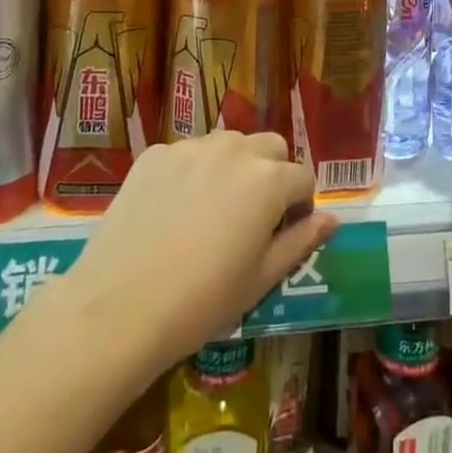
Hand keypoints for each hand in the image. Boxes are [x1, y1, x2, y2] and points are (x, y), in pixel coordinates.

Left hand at [67, 132, 335, 367]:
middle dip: (272, 175)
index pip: (302, 178)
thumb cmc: (202, 301)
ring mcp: (190, 147)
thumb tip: (331, 219)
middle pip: (270, 147)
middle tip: (253, 217)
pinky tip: (173, 211)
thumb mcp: (262, 278)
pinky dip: (192, 172)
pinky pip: (187, 154)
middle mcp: (233, 150)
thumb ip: (301, 241)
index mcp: (267, 179)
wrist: (119, 307)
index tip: (284, 233)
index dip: (300, 206)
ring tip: (212, 211)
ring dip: (233, 167)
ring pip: (228, 145)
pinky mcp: (154, 154)